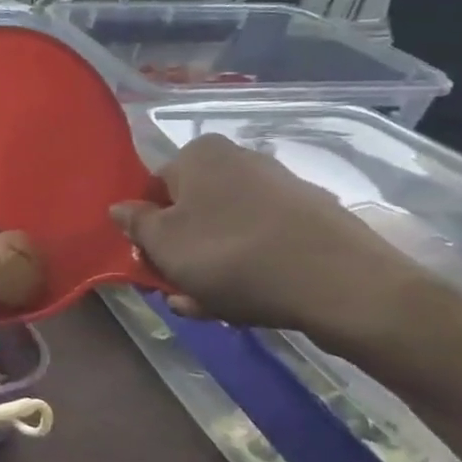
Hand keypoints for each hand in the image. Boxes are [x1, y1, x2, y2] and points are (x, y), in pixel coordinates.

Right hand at [110, 135, 421, 342]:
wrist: (341, 285)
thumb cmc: (231, 255)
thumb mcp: (162, 243)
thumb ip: (134, 223)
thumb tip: (120, 208)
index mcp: (200, 155)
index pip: (154, 189)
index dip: (147, 229)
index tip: (150, 263)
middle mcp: (241, 160)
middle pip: (191, 212)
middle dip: (180, 254)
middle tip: (179, 292)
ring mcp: (281, 189)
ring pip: (224, 233)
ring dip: (209, 270)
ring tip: (210, 307)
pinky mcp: (312, 220)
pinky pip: (261, 244)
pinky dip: (247, 270)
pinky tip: (245, 305)